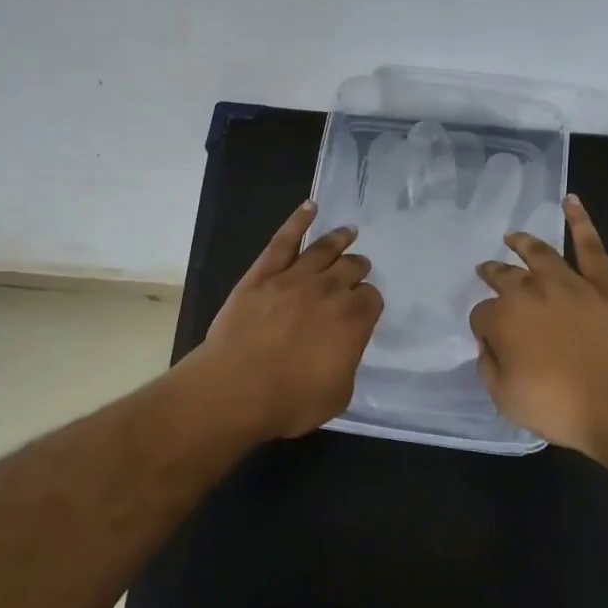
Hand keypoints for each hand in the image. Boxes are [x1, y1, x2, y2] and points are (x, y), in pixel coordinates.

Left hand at [196, 201, 383, 439]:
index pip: (371, 299)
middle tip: (359, 268)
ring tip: (349, 231)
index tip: (364, 307)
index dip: (368, 302)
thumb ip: (347, 362)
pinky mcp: (263, 273)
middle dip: (358, 268)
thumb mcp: (337, 394)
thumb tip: (343, 347)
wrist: (236, 388)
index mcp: (354, 319)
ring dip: (340, 239)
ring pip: (324, 249)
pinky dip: (298, 220)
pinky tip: (310, 207)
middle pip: (352, 268)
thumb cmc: (289, 400)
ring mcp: (295, 277)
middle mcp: (329, 290)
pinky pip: (284, 240)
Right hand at [470, 195, 607, 457]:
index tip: (489, 339)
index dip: (483, 326)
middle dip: (493, 273)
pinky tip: (571, 202)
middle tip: (486, 270)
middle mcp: (530, 292)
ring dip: (524, 242)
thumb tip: (490, 344)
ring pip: (540, 254)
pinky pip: (590, 247)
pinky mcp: (603, 284)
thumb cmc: (560, 407)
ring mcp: (569, 283)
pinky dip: (581, 222)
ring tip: (513, 236)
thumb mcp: (505, 398)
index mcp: (503, 318)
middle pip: (504, 276)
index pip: (481, 314)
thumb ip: (489, 366)